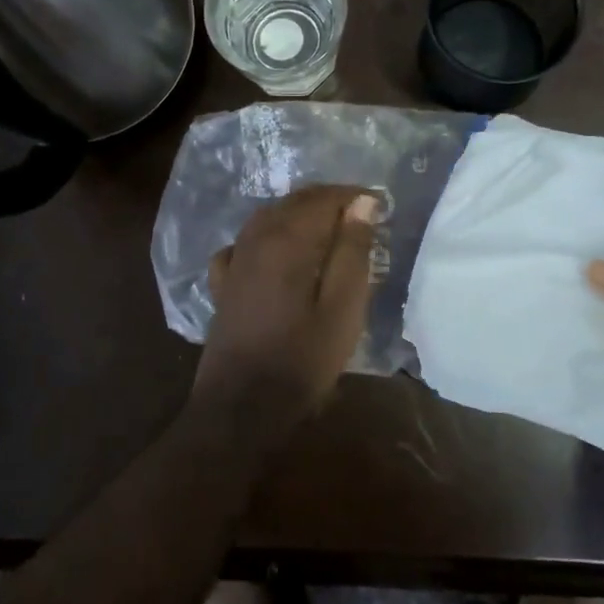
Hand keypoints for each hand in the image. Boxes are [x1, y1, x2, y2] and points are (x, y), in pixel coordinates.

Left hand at [194, 186, 380, 433]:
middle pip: (293, 202)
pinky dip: (266, 235)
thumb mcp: (342, 308)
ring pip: (267, 217)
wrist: (241, 407)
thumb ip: (352, 252)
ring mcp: (234, 261)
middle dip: (327, 200)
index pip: (322, 199)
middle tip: (360, 213)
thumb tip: (362, 203)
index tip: (380, 205)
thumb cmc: (302, 360)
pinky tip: (274, 249)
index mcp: (287, 240)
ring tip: (327, 227)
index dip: (353, 196)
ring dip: (298, 214)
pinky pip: (245, 243)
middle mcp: (255, 239)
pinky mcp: (223, 284)